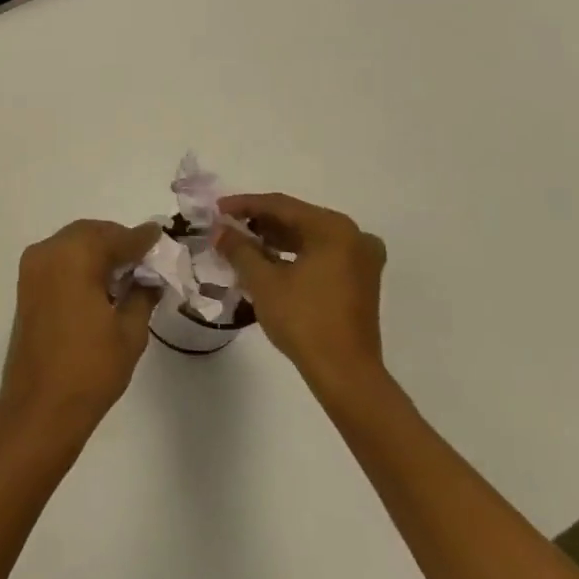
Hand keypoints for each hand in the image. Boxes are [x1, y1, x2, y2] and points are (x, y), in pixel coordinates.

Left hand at [0, 220, 161, 433]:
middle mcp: (49, 251)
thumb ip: (142, 294)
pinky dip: (80, 262)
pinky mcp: (26, 285)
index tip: (161, 237)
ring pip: (72, 243)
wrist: (40, 406)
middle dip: (118, 241)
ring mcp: (33, 268)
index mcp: (75, 256)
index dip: (142, 239)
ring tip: (126, 273)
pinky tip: (101, 284)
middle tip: (145, 260)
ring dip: (98, 251)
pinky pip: (59, 259)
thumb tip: (150, 277)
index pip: (116, 237)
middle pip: (90, 233)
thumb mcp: (130, 332)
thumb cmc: (90, 369)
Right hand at [216, 194, 387, 403]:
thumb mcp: (263, 281)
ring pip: (309, 237)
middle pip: (297, 218)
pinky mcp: (361, 280)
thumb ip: (239, 248)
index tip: (217, 209)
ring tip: (242, 244)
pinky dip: (295, 254)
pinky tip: (268, 261)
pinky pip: (321, 254)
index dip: (245, 205)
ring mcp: (362, 258)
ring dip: (275, 239)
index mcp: (333, 229)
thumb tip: (220, 230)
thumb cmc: (303, 320)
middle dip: (260, 222)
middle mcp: (353, 235)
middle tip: (227, 226)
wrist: (345, 373)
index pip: (281, 205)